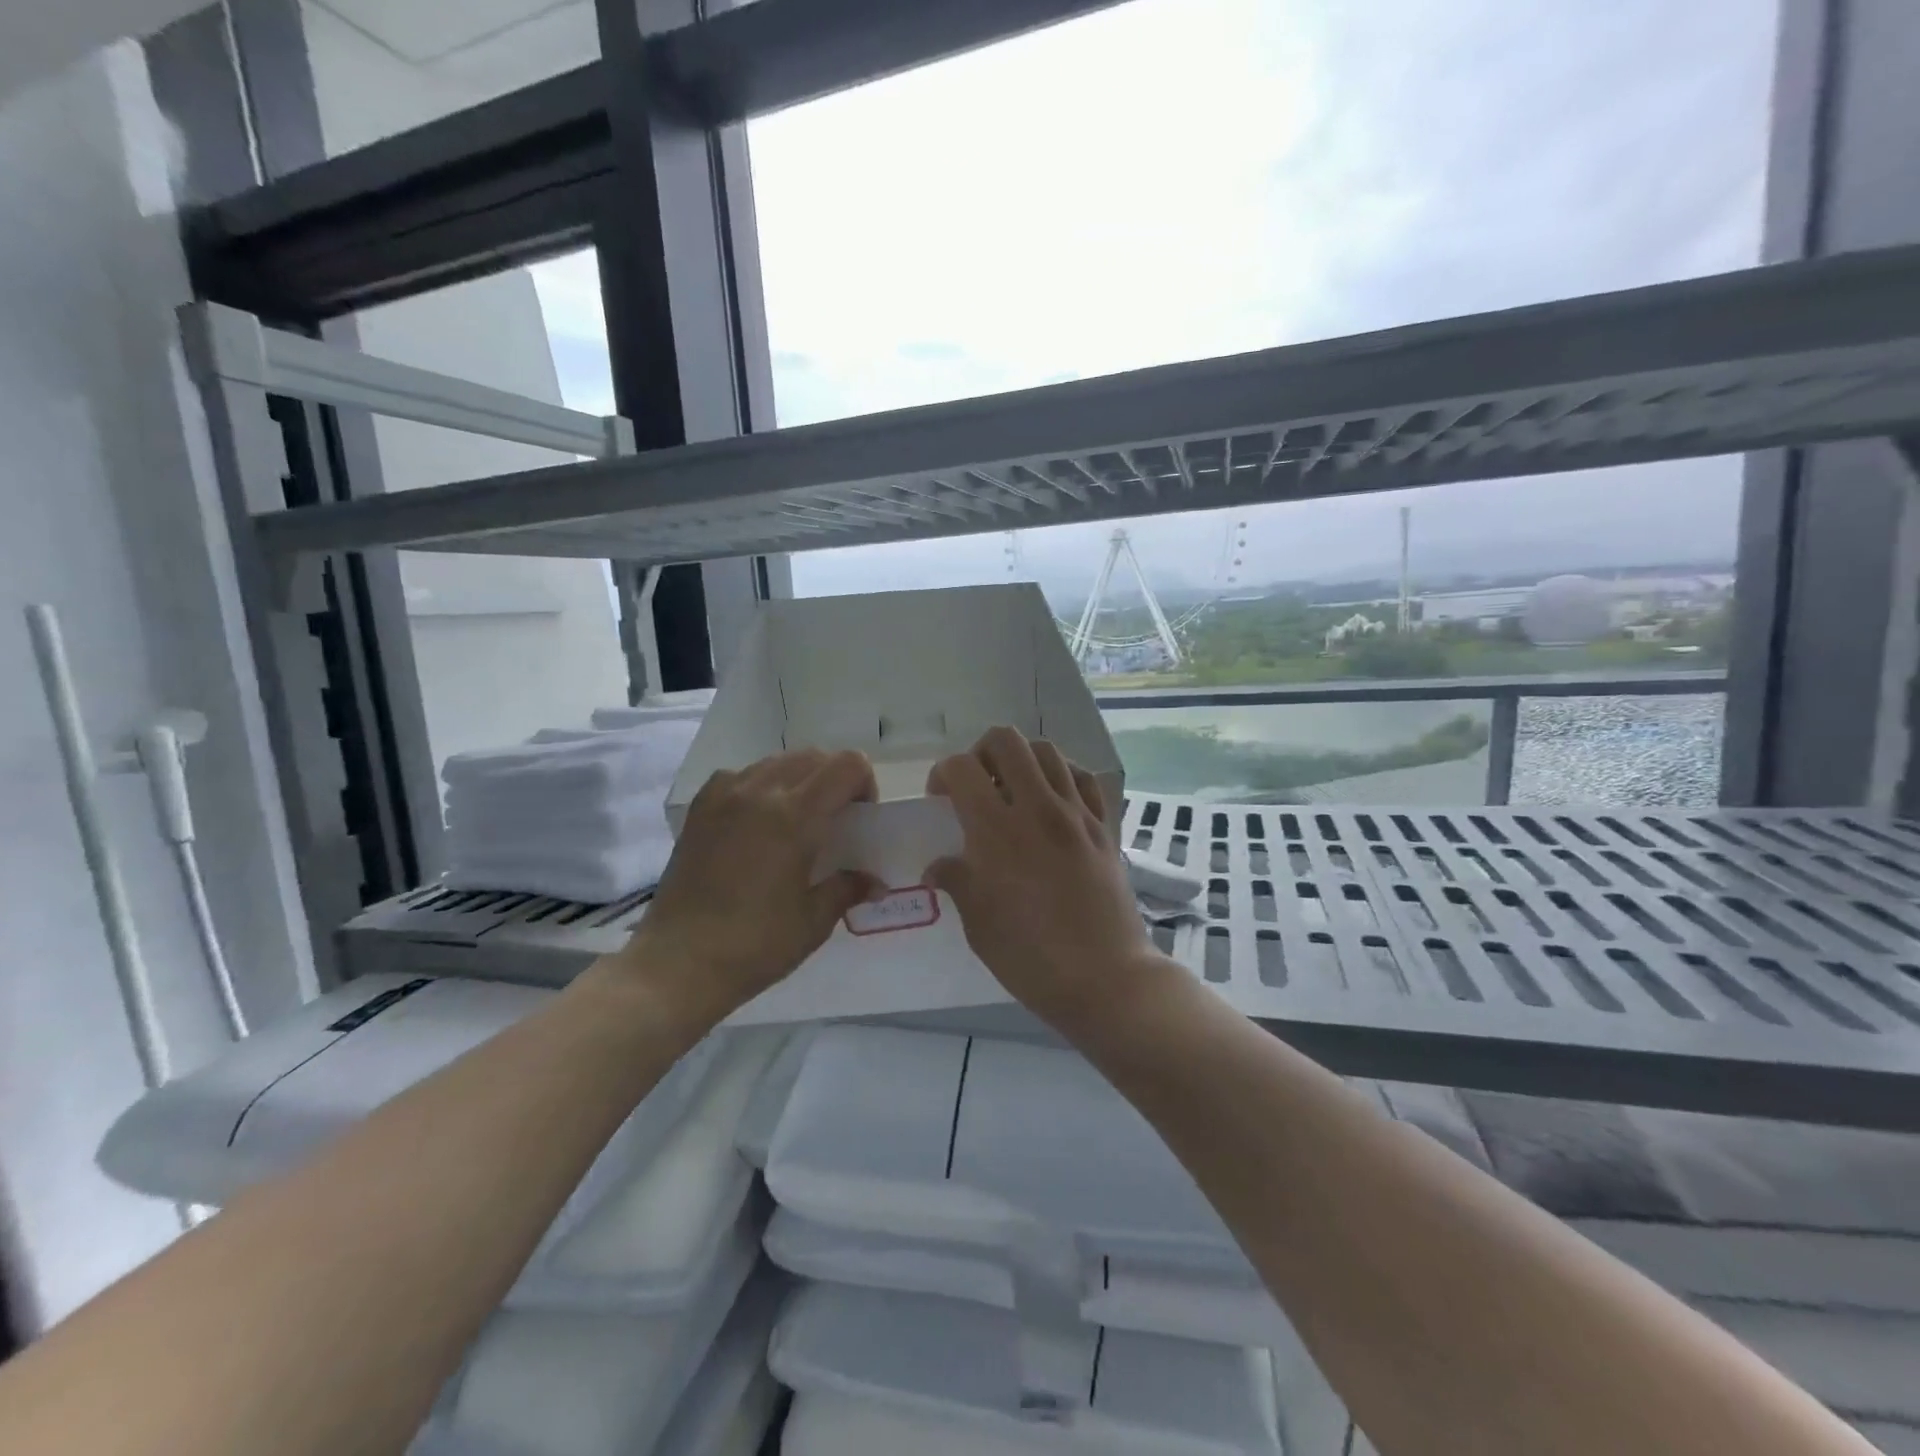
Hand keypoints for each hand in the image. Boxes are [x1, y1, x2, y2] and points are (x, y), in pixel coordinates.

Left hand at [604, 748, 877, 1025]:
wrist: (678, 964)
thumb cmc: (754, 945)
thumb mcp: (813, 922)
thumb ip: (847, 889)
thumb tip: (876, 883)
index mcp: (795, 816)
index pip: (846, 766)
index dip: (864, 784)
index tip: (861, 817)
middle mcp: (760, 792)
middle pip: (813, 757)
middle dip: (835, 779)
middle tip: (835, 819)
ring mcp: (724, 796)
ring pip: (776, 761)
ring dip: (799, 779)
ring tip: (796, 820)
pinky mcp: (699, 809)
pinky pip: (740, 775)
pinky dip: (760, 785)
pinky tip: (757, 820)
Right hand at [927, 728, 1160, 1029]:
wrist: (1106, 978)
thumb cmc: (1031, 959)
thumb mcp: (978, 926)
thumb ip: (957, 882)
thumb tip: (937, 866)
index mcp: (997, 831)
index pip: (962, 768)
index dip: (942, 775)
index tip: (941, 801)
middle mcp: (1037, 808)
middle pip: (1006, 740)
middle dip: (981, 753)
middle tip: (977, 786)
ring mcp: (1076, 813)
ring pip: (1047, 751)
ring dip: (1022, 760)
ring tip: (1014, 791)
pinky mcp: (1104, 826)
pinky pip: (1083, 778)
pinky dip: (1062, 775)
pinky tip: (1053, 799)